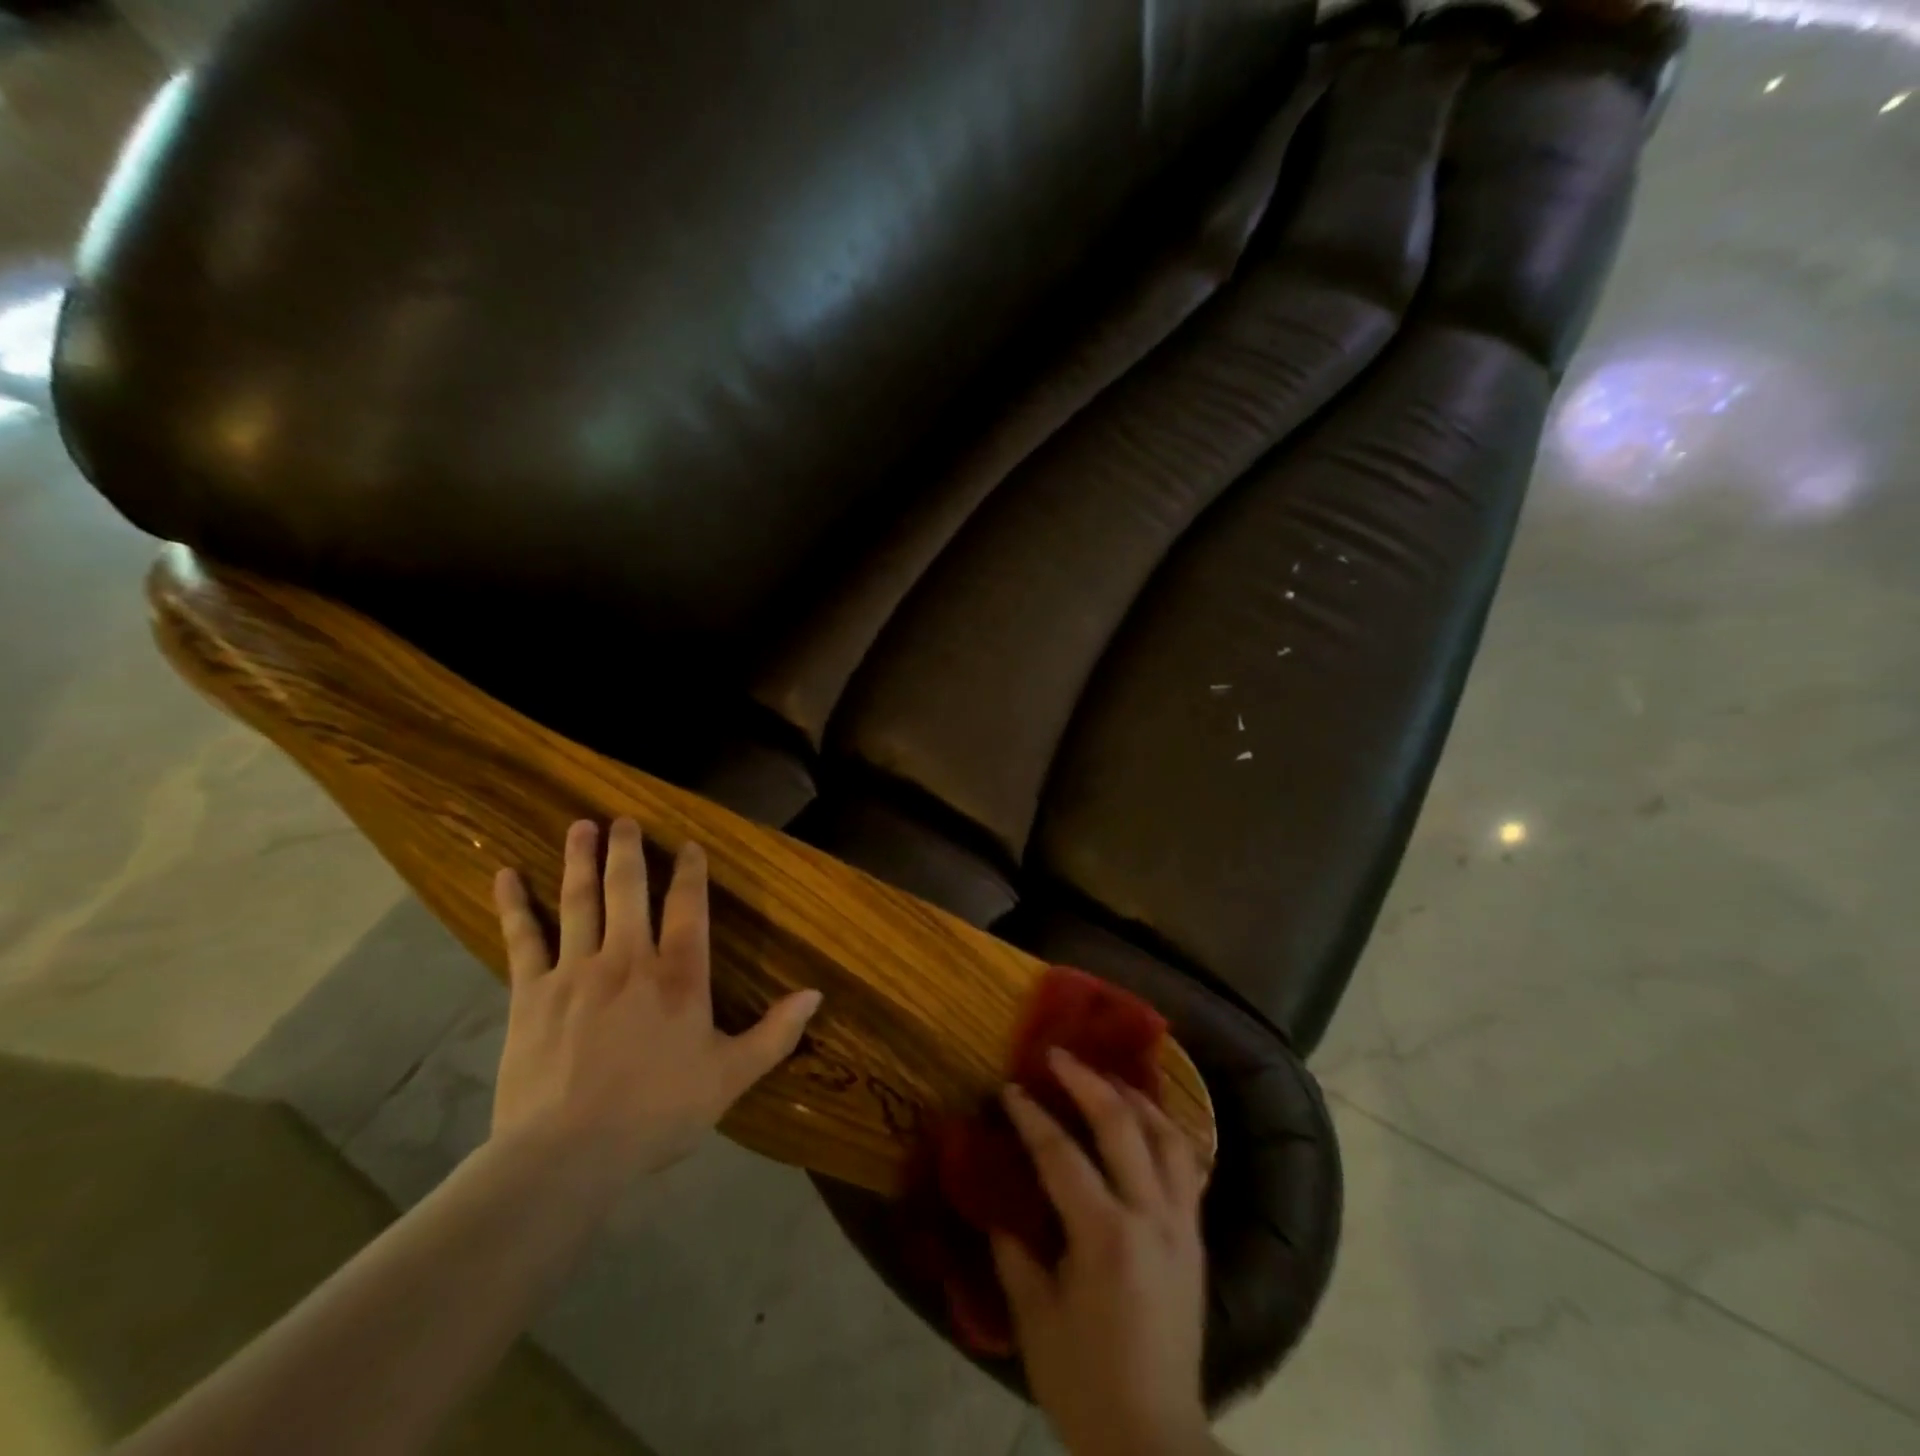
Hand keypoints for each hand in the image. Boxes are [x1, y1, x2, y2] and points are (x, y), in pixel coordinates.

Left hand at [490, 818, 821, 1184]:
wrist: (567, 1155)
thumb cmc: (657, 1113)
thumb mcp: (731, 1077)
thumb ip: (776, 1033)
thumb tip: (816, 994)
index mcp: (679, 975)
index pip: (689, 907)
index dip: (690, 872)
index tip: (688, 845)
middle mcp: (628, 958)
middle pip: (629, 889)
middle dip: (628, 850)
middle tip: (623, 819)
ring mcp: (575, 970)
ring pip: (579, 900)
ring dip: (581, 860)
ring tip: (581, 826)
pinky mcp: (530, 993)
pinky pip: (522, 938)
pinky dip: (514, 904)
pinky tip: (505, 875)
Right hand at [994, 1050, 1211, 1455]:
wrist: (1156, 1442)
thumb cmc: (1086, 1385)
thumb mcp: (1036, 1322)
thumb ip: (1016, 1254)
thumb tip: (998, 1207)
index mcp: (1105, 1237)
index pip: (1062, 1155)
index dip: (1032, 1116)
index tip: (1011, 1088)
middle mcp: (1151, 1218)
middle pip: (1122, 1126)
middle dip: (1086, 1081)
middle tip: (1059, 1055)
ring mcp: (1182, 1226)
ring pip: (1167, 1137)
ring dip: (1135, 1098)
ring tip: (1108, 1077)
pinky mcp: (1197, 1240)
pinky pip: (1187, 1167)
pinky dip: (1165, 1132)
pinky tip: (1147, 1124)